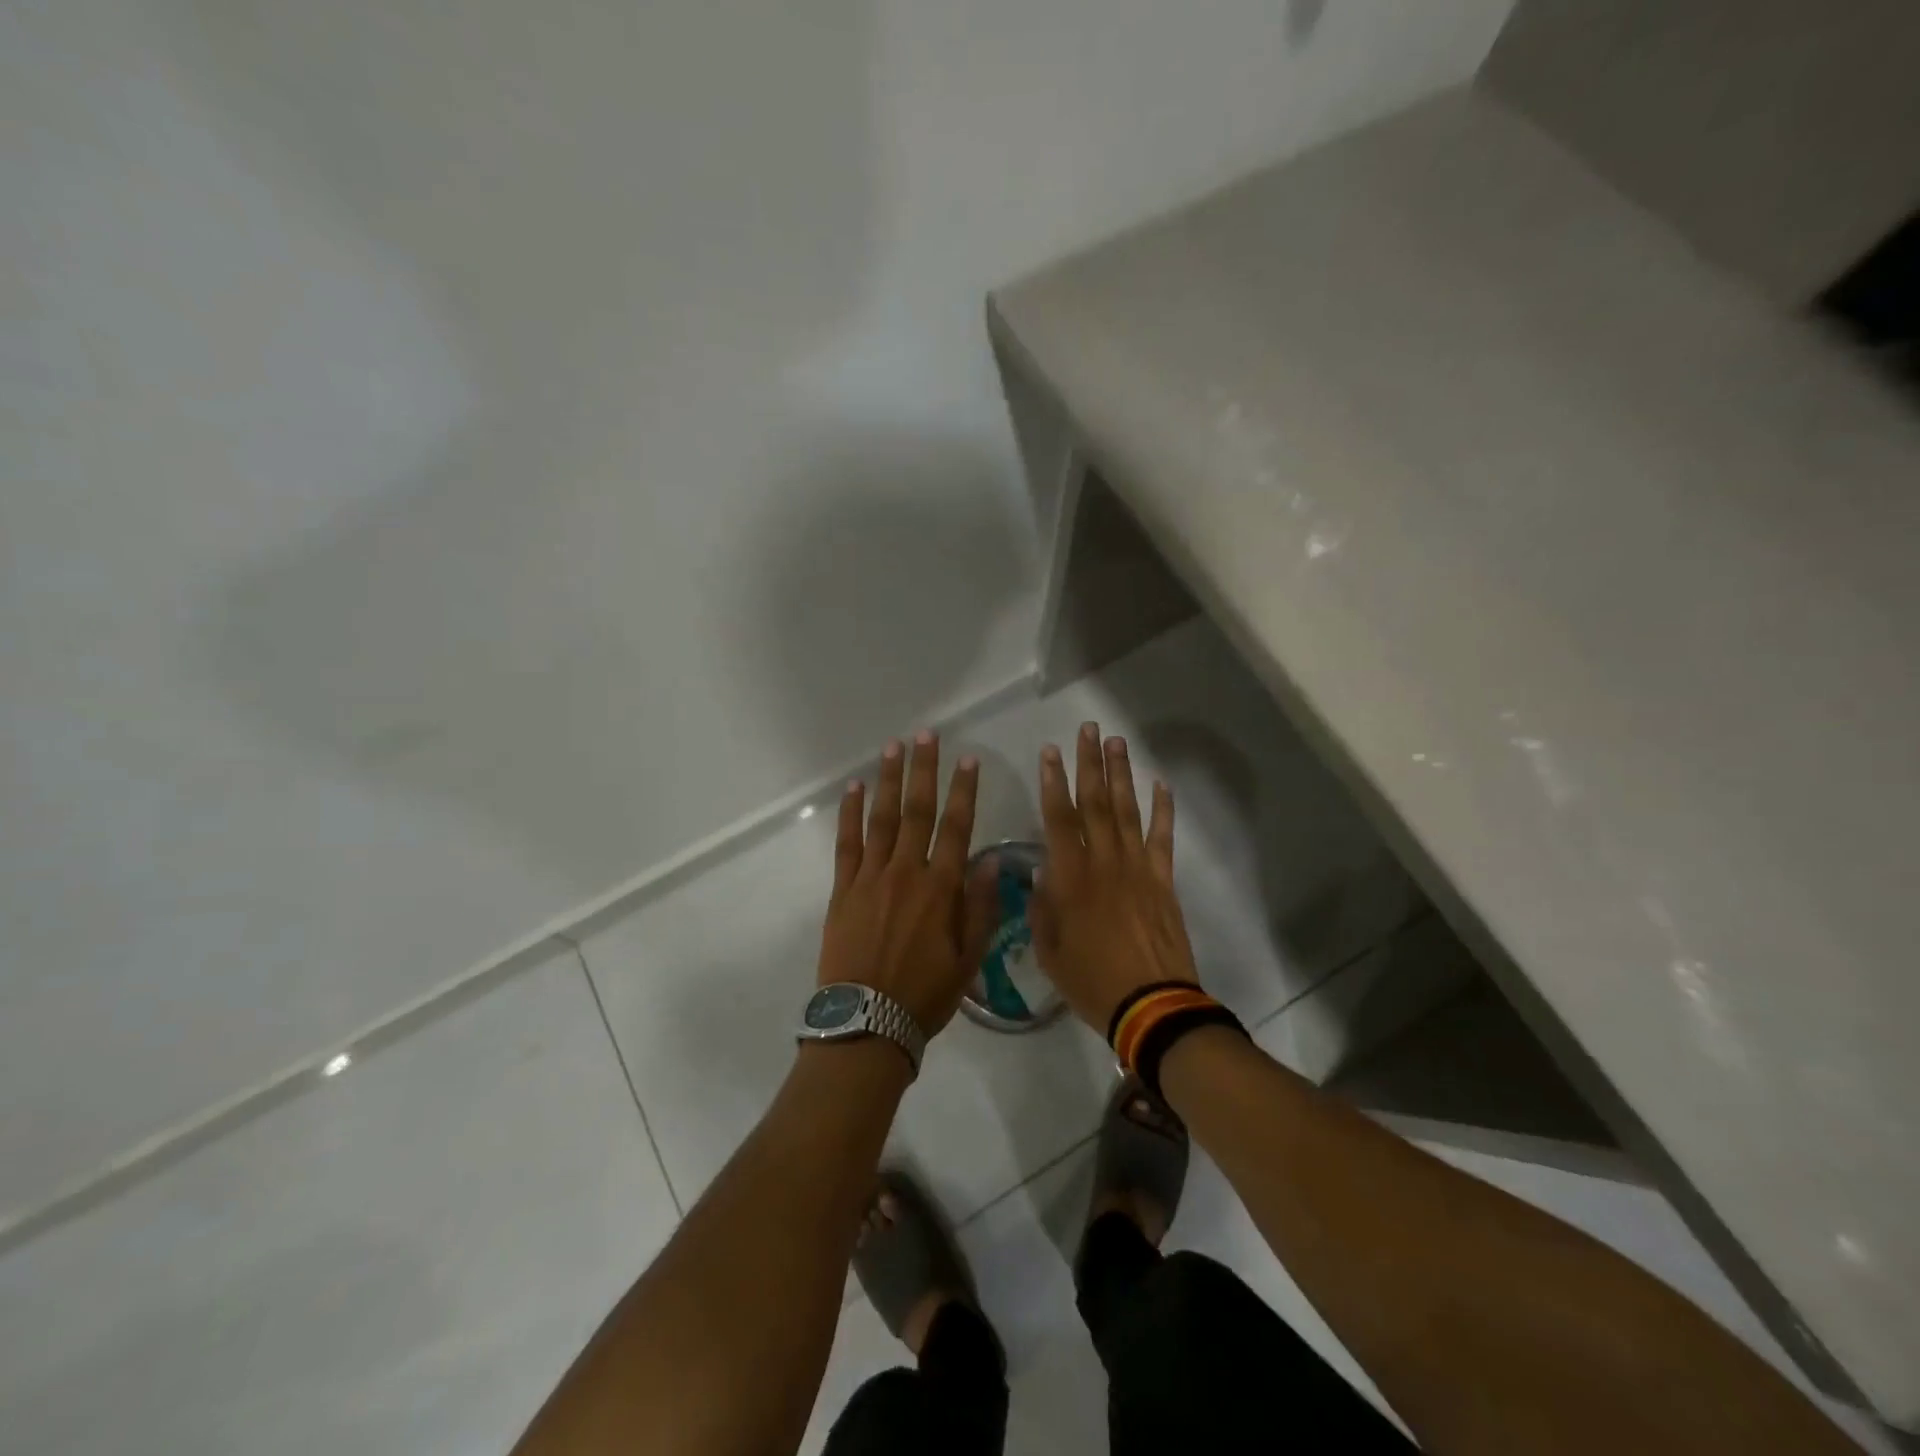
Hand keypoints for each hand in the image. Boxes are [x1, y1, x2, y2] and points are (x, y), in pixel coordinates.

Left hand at [818, 732, 998, 1034]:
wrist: (867, 1023)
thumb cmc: (925, 995)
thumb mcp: (969, 959)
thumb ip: (981, 908)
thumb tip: (991, 861)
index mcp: (941, 888)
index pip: (957, 828)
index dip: (964, 791)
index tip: (968, 759)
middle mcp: (906, 872)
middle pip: (917, 811)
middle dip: (924, 770)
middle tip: (925, 735)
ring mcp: (870, 877)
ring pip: (881, 818)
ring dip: (887, 780)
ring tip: (893, 748)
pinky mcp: (842, 889)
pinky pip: (846, 843)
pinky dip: (849, 814)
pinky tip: (852, 789)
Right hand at [1030, 722, 1200, 1033]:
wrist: (1151, 1005)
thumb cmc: (1090, 981)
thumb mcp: (1048, 950)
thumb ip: (1042, 907)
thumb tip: (1042, 873)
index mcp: (1070, 877)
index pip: (1058, 817)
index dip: (1052, 781)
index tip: (1050, 751)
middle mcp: (1104, 861)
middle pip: (1095, 802)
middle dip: (1090, 762)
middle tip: (1089, 729)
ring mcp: (1138, 867)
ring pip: (1126, 810)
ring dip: (1121, 774)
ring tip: (1117, 742)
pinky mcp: (1163, 880)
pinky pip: (1163, 837)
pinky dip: (1163, 809)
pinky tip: (1160, 784)